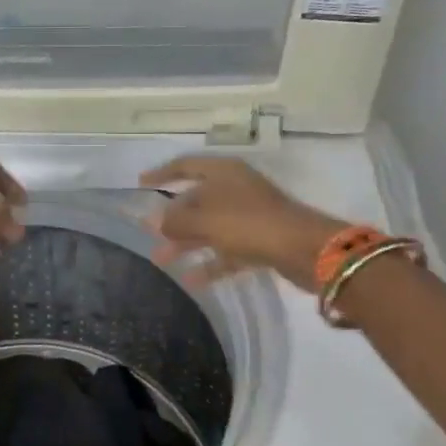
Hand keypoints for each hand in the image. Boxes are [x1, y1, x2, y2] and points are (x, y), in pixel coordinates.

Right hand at [140, 155, 343, 290]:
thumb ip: (175, 221)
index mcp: (223, 172)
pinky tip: (191, 279)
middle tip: (148, 233)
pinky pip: (227, 250)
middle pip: (196, 200)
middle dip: (171, 218)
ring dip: (186, 243)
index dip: (162, 173)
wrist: (304, 249)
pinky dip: (210, 263)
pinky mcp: (260, 241)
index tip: (141, 184)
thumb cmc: (248, 223)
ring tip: (161, 259)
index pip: (186, 165)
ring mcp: (250, 216)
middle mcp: (236, 189)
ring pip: (209, 227)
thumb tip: (156, 223)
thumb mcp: (204, 220)